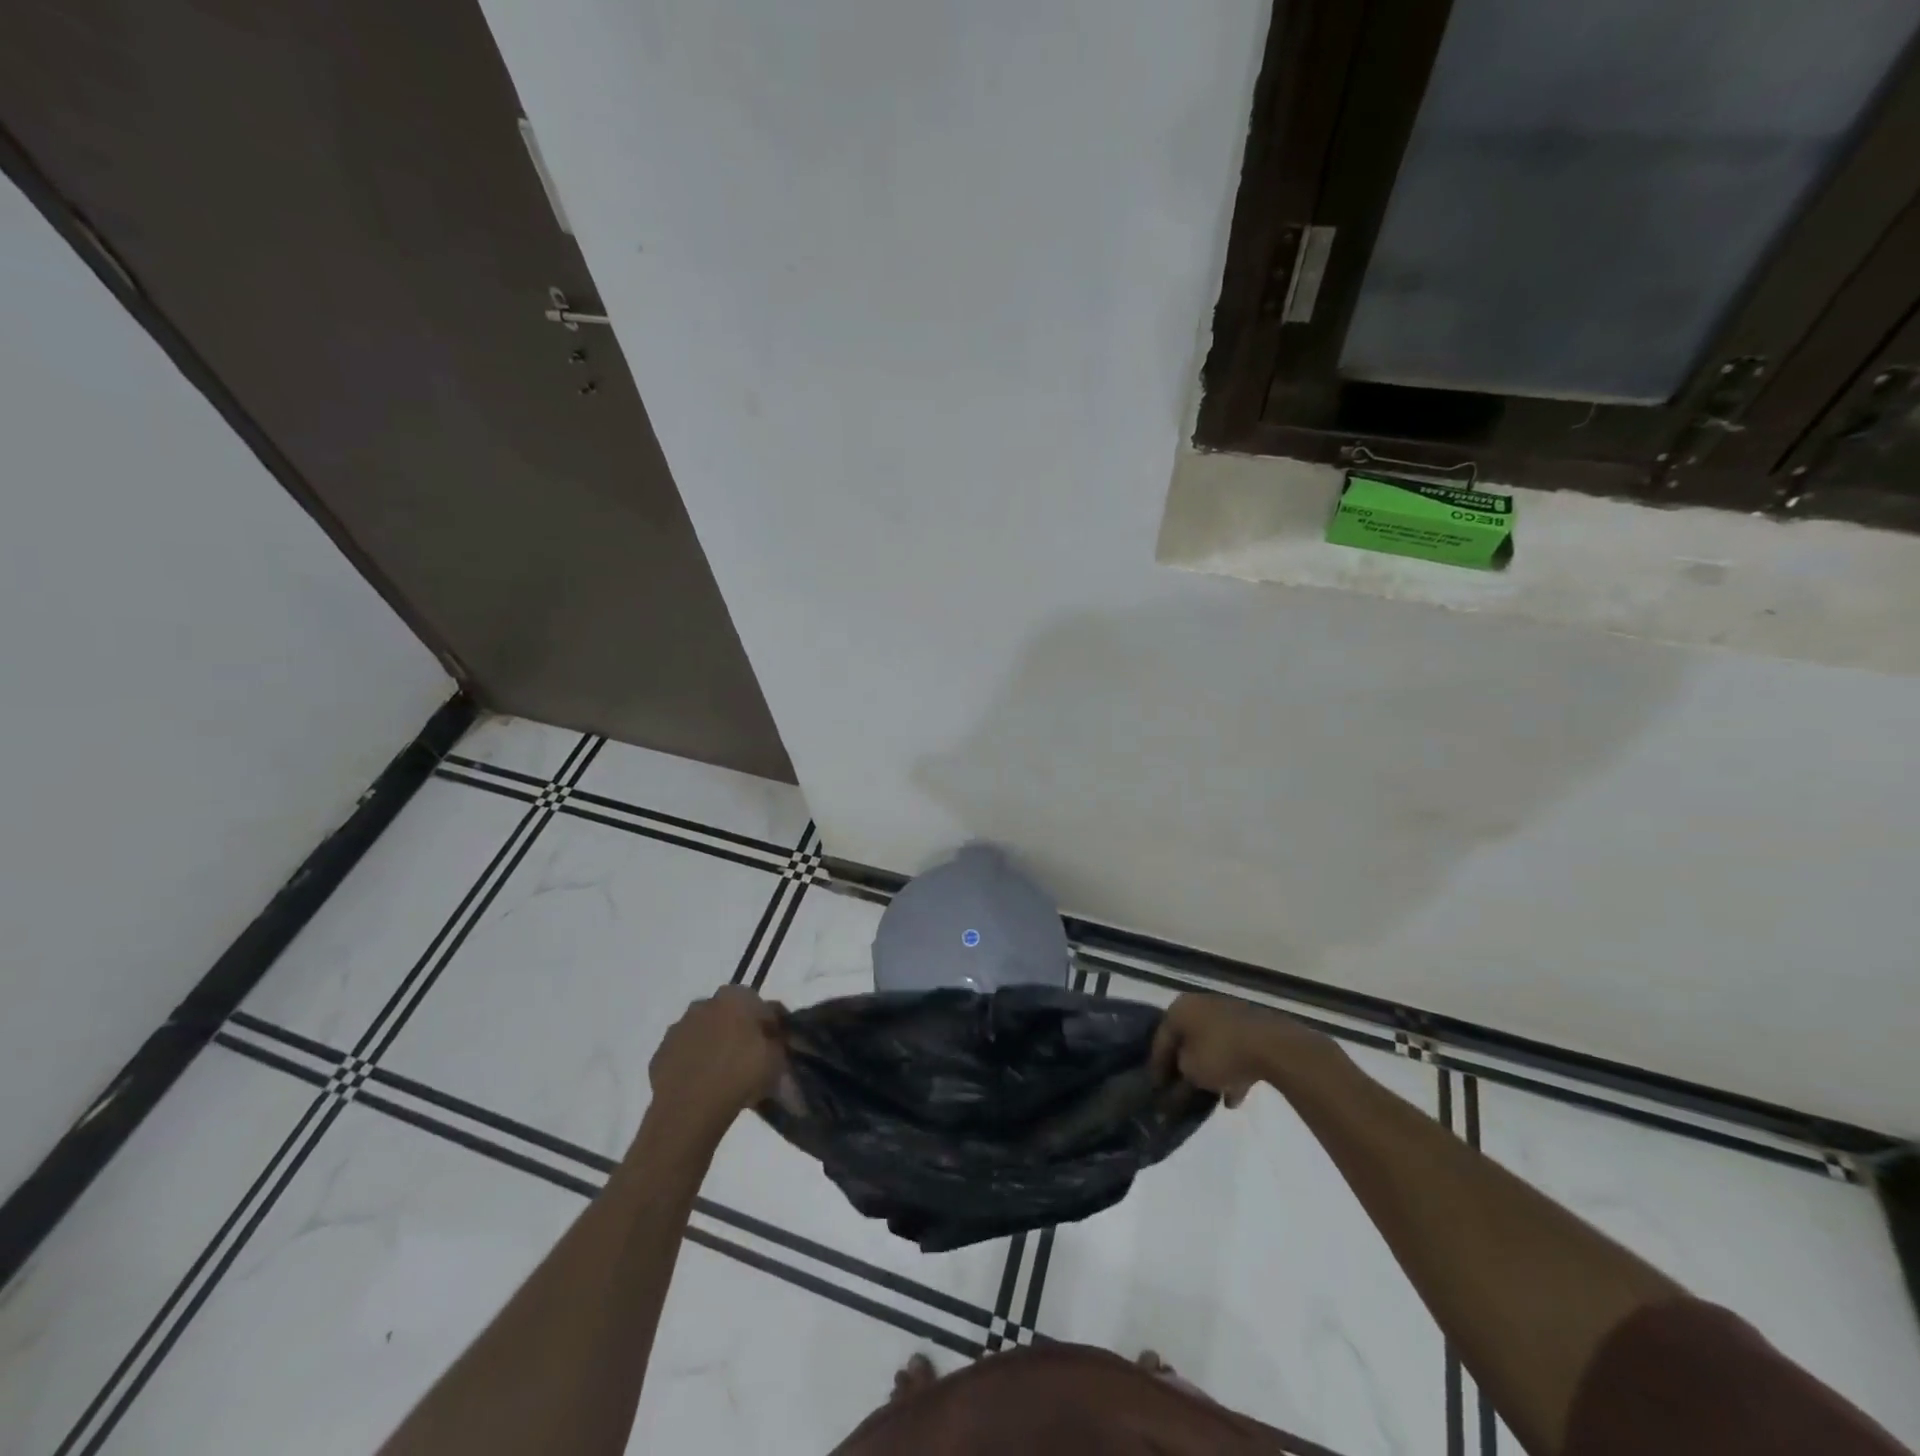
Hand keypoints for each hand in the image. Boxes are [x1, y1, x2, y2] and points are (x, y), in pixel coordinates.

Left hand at [647, 987, 784, 1138]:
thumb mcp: (777, 1059)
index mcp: (735, 997)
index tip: (775, 1045)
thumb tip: (777, 1040)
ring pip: (703, 1033)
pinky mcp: (660, 1053)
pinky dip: (693, 1064)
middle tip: (748, 1058)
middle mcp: (704, 1004)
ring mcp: (678, 1028)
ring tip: (724, 1075)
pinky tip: (702, 1085)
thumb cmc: (741, 1074)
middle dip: (738, 1031)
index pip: (759, 1005)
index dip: (769, 1025)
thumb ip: (779, 1043)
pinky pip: (684, 1055)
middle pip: (728, 1015)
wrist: (690, 1108)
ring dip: (713, 1046)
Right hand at [1150, 992, 1328, 1106]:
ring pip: (1212, 1044)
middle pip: (1187, 1039)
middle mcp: (1201, 1004)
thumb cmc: (1221, 1053)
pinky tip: (1235, 1097)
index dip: (1157, 1067)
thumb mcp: (1191, 1070)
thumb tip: (1182, 1074)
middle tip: (1181, 1090)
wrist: (1273, 1046)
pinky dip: (1232, 1070)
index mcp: (1179, 1008)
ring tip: (1211, 1098)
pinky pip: (1234, 1049)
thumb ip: (1179, 1074)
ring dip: (1210, 1070)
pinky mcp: (1252, 1025)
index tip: (1157, 1089)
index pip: (1161, 1039)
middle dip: (1185, 1066)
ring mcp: (1228, 1012)